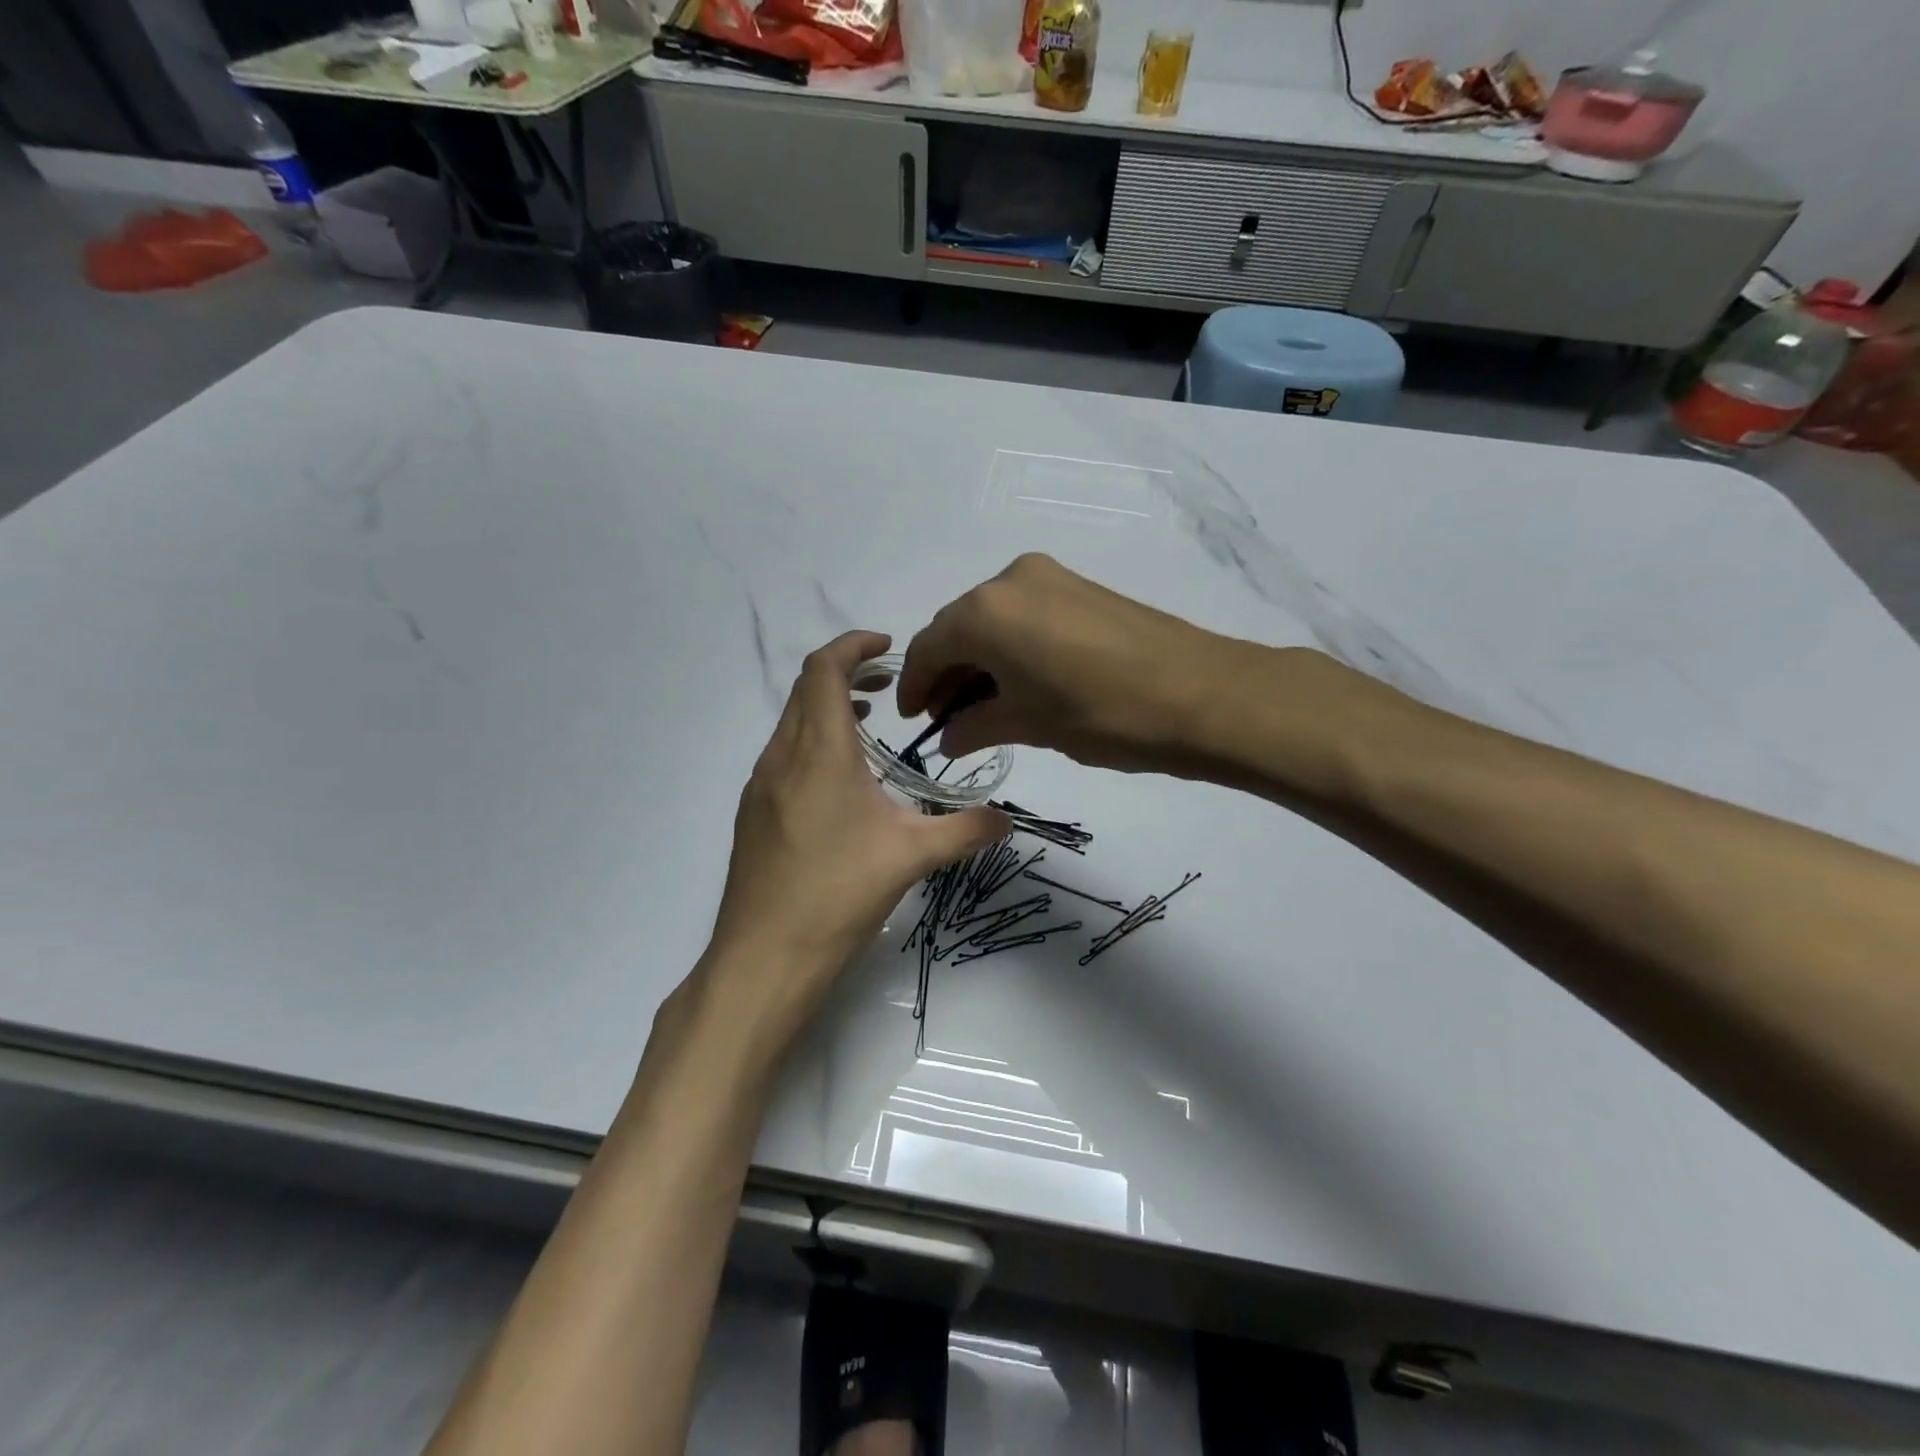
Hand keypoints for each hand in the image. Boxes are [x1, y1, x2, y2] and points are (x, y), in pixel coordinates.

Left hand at [701, 631, 1008, 1046]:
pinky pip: (782, 754)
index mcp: (819, 751)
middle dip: (846, 673)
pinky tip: (839, 782)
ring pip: (791, 722)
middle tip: (887, 687)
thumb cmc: (839, 893)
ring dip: (827, 710)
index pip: (825, 669)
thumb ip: (964, 831)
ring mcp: (760, 785)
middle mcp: (782, 756)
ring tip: (867, 727)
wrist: (765, 954)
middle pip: (806, 689)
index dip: (853, 645)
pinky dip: (811, 742)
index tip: (887, 646)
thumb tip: (1007, 820)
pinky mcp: (753, 812)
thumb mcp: (912, 857)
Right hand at [898, 554, 1239, 773]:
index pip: (930, 647)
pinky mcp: (1080, 586)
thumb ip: (976, 726)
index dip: (915, 686)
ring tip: (983, 707)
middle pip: (958, 628)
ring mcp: (1050, 577)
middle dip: (947, 673)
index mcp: (986, 612)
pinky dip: (1010, 647)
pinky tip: (1020, 683)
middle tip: (947, 718)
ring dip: (979, 661)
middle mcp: (1010, 580)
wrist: (1203, 695)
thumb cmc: (1102, 715)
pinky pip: (1024, 615)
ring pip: (992, 620)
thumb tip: (949, 737)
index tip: (913, 720)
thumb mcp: (1030, 725)